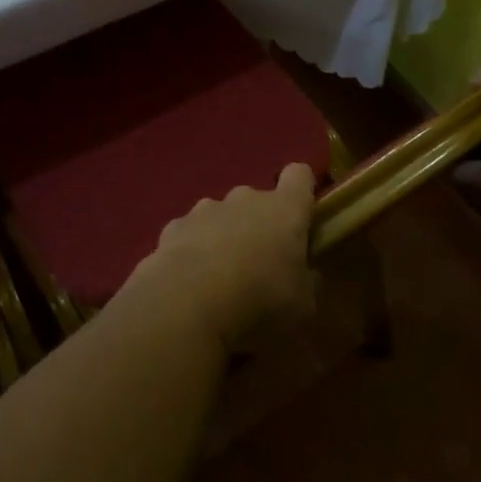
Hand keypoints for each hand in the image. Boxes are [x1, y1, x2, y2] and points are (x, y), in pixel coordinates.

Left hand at [128, 164, 317, 343]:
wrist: (187, 303)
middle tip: (261, 263)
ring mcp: (205, 209)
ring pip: (221, 215)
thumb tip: (307, 276)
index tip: (302, 214)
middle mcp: (245, 198)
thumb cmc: (260, 299)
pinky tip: (189, 281)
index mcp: (284, 210)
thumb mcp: (302, 305)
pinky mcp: (173, 227)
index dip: (301, 190)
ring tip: (220, 276)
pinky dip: (192, 250)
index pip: (299, 176)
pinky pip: (190, 233)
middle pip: (258, 200)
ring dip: (224, 236)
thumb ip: (306, 284)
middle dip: (259, 224)